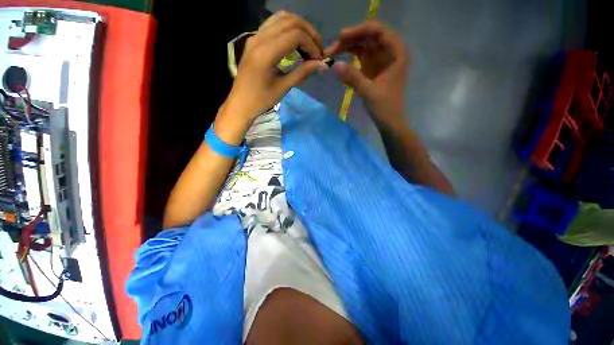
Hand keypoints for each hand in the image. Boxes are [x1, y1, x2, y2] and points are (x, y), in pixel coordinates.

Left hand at [223, 11, 327, 121]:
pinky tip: (295, 42)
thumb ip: (302, 72)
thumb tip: (322, 65)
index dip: (312, 45)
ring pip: (282, 18)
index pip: (295, 35)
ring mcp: (255, 36)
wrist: (240, 103)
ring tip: (309, 44)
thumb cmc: (261, 100)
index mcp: (266, 52)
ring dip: (300, 27)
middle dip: (309, 33)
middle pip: (291, 21)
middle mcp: (260, 38)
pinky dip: (288, 28)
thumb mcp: (283, 88)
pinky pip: (273, 23)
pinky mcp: (254, 39)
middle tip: (318, 50)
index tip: (319, 59)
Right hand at [325, 20, 408, 128]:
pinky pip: (360, 57)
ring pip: (363, 46)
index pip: (378, 31)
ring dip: (347, 48)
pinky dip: (350, 58)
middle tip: (331, 49)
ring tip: (331, 54)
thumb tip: (334, 65)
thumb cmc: (385, 107)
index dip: (359, 30)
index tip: (341, 37)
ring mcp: (380, 59)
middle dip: (350, 40)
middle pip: (368, 36)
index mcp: (396, 52)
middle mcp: (389, 51)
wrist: (389, 121)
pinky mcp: (373, 68)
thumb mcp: (369, 92)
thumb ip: (352, 77)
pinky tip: (339, 63)